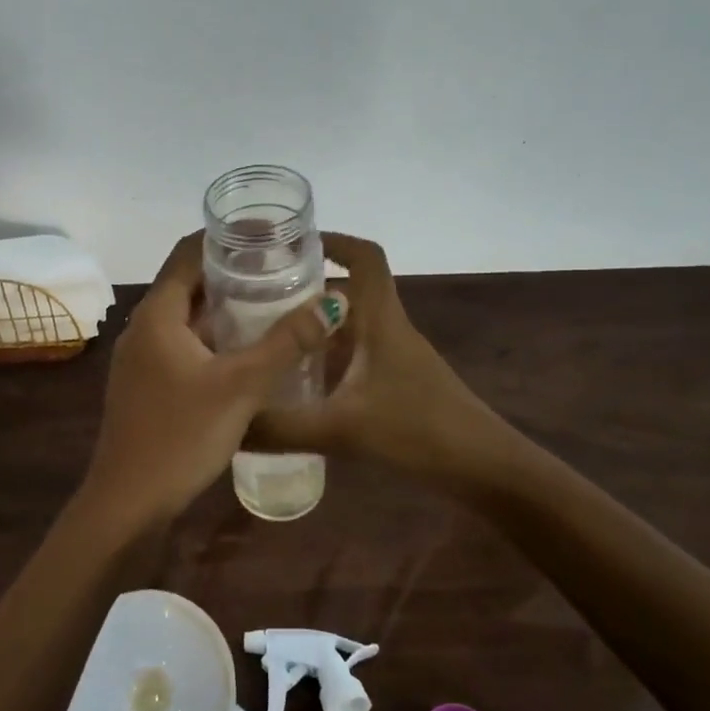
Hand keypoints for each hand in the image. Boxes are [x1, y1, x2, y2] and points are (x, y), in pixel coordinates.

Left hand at [81, 232, 345, 525]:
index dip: (227, 238)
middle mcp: (144, 328)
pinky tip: (248, 353)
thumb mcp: (241, 386)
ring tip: (274, 305)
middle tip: (282, 270)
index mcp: (157, 314)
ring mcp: (142, 359)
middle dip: (233, 274)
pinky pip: (184, 347)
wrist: (127, 501)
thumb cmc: (180, 435)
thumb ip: (287, 342)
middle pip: (189, 284)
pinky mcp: (147, 386)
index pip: (189, 253)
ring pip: (188, 319)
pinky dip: (214, 340)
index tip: (270, 235)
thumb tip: (333, 300)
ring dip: (225, 310)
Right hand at [252, 234, 535, 485]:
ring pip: (349, 327)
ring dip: (312, 328)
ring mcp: (395, 358)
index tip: (289, 246)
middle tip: (253, 301)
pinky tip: (295, 386)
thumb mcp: (341, 430)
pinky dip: (324, 360)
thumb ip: (280, 428)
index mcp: (381, 321)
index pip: (365, 258)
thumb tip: (226, 426)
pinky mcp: (397, 385)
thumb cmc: (419, 432)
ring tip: (264, 342)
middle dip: (303, 290)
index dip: (333, 241)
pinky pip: (353, 357)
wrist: (484, 469)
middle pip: (347, 292)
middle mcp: (388, 330)